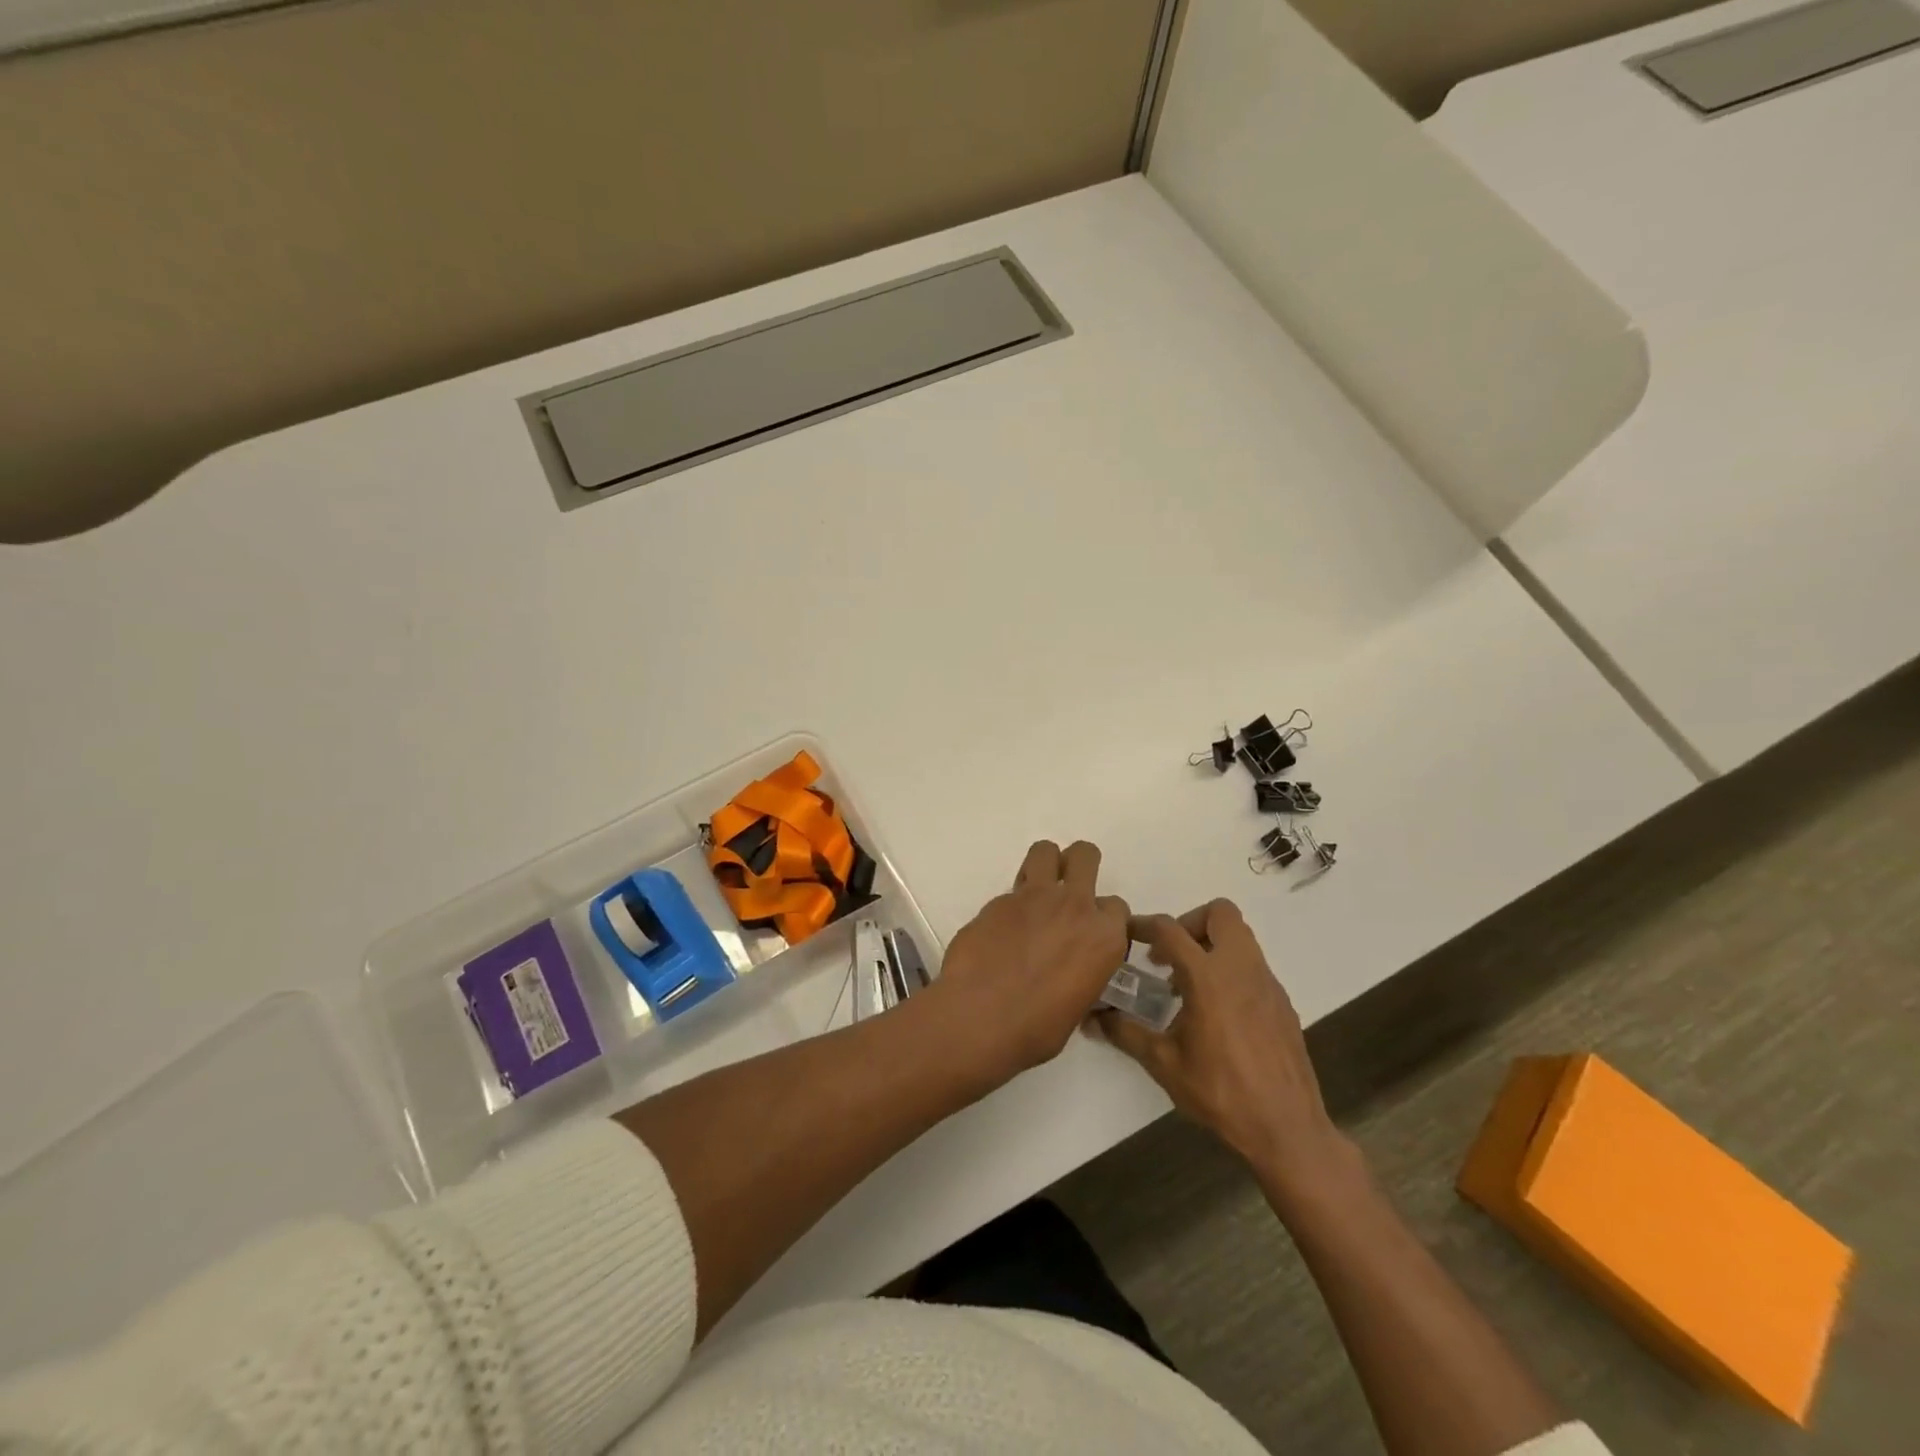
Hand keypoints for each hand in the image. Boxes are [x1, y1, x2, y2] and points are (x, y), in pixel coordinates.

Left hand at [925, 840, 1129, 1082]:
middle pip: (1085, 856)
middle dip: (1078, 865)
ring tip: (1034, 890)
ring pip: (1045, 851)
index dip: (1102, 918)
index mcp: (1104, 938)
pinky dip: (1010, 903)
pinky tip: (1000, 929)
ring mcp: (1034, 897)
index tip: (1089, 932)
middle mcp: (1075, 906)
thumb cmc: (1037, 1029)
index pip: (1116, 908)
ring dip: (1044, 864)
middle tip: (1066, 887)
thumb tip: (1070, 978)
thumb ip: (1082, 976)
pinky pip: (1011, 889)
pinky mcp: (998, 900)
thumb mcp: (1078, 1007)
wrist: (981, 1017)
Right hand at [1099, 900, 1346, 1188]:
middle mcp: (1241, 968)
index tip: (1128, 933)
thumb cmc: (1219, 1092)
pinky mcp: (1282, 1002)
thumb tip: (1093, 1019)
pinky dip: (1230, 971)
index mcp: (1208, 977)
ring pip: (1241, 937)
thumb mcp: (1163, 1063)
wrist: (1286, 1128)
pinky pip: (1253, 966)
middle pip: (1220, 913)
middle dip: (1190, 923)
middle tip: (1170, 956)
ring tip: (1188, 985)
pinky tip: (1217, 1012)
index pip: (1170, 929)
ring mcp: (1267, 984)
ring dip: (1211, 945)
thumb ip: (1125, 1033)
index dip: (1144, 925)